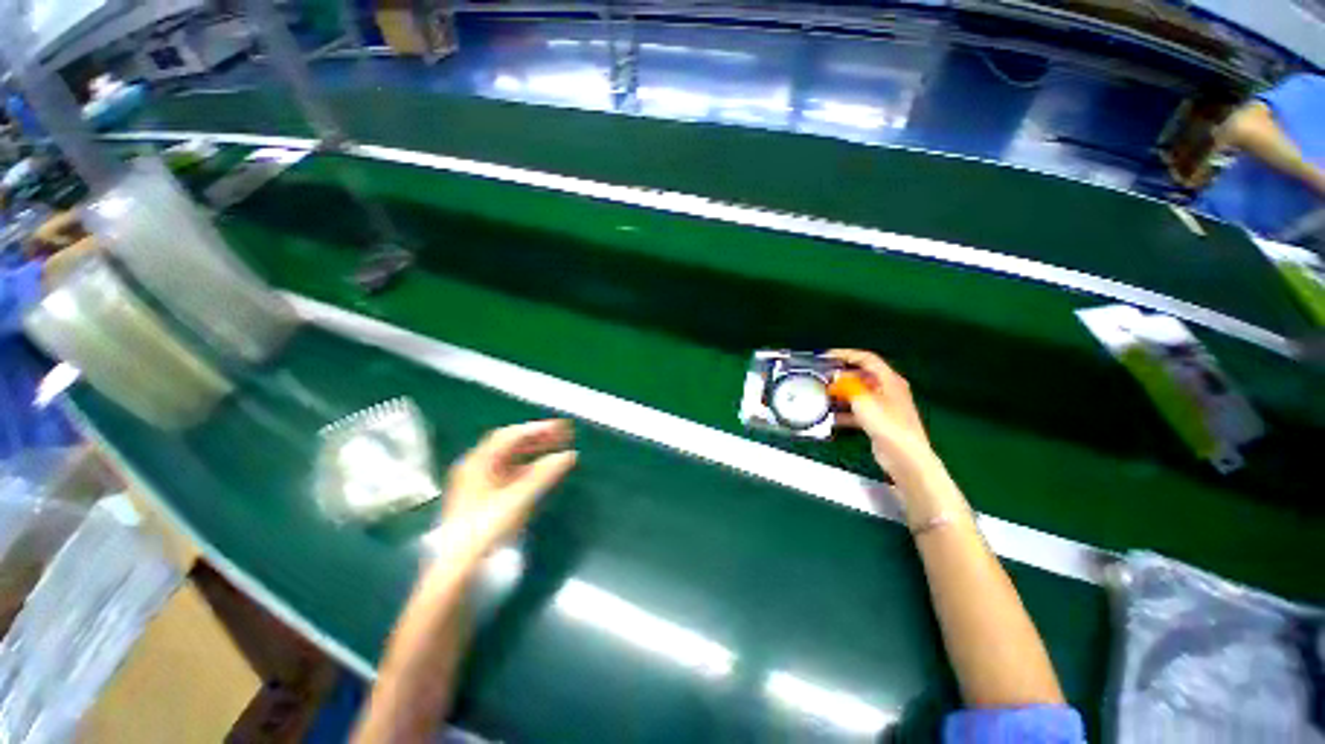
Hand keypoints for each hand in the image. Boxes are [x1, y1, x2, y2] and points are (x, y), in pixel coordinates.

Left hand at [432, 420, 577, 570]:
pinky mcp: (485, 498)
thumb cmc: (486, 528)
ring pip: (511, 459)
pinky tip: (543, 471)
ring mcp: (480, 483)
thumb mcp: (518, 499)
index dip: (537, 428)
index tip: (561, 428)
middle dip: (538, 438)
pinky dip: (529, 468)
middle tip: (564, 435)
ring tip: (558, 449)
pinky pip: (510, 474)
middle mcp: (477, 467)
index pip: (510, 435)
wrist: (459, 568)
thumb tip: (569, 455)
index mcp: (478, 462)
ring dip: (535, 452)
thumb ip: (545, 474)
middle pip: (510, 445)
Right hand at [827, 349, 938, 486]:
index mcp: (889, 379)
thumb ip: (847, 385)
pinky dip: (845, 412)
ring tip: (822, 396)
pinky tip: (830, 418)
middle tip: (822, 377)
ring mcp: (884, 407)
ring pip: (858, 394)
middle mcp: (888, 390)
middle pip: (861, 376)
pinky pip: (858, 411)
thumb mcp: (863, 399)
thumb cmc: (887, 424)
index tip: (826, 356)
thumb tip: (837, 377)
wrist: (905, 457)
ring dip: (841, 395)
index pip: (866, 358)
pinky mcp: (879, 422)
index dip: (845, 354)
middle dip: (841, 376)